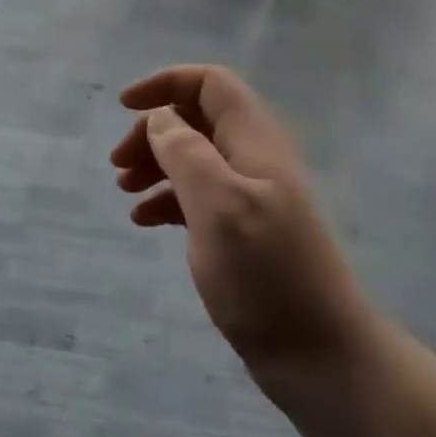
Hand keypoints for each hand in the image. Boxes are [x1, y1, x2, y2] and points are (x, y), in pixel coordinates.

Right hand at [111, 65, 370, 377]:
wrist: (317, 354)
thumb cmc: (265, 273)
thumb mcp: (218, 204)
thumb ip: (186, 152)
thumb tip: (161, 117)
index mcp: (254, 139)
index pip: (210, 83)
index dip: (166, 83)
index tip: (124, 107)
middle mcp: (253, 158)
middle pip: (197, 118)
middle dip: (154, 130)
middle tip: (118, 164)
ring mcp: (249, 195)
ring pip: (194, 157)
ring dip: (156, 163)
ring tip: (124, 191)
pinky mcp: (242, 230)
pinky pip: (198, 196)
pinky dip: (167, 199)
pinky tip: (143, 220)